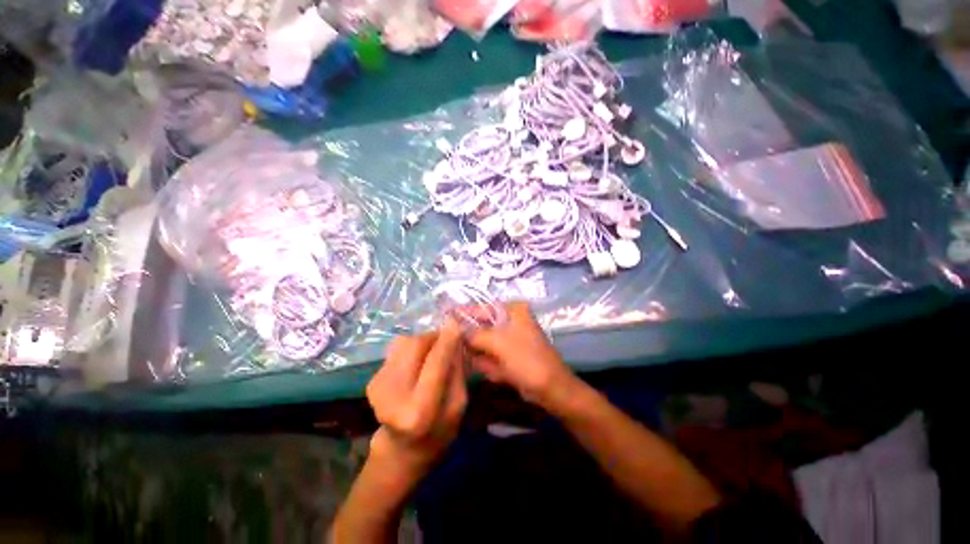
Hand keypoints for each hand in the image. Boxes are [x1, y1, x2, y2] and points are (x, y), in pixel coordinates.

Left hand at [366, 320, 466, 474]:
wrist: (403, 449)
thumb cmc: (440, 430)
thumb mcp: (459, 404)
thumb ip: (457, 370)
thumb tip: (454, 337)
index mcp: (420, 411)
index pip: (435, 364)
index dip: (446, 340)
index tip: (454, 322)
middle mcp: (392, 396)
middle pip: (414, 346)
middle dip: (433, 336)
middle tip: (445, 338)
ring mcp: (378, 387)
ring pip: (404, 343)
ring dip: (422, 341)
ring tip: (431, 354)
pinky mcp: (372, 380)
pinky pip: (397, 350)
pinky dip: (412, 350)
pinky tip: (417, 364)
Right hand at [465, 302, 575, 405]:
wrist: (552, 390)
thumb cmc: (527, 360)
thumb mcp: (498, 343)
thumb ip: (474, 334)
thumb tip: (454, 328)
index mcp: (513, 311)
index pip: (482, 308)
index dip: (463, 312)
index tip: (443, 315)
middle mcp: (511, 321)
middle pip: (482, 327)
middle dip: (471, 340)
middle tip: (454, 347)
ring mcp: (510, 340)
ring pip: (484, 344)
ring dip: (481, 356)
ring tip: (487, 365)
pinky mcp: (510, 355)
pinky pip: (491, 357)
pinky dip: (490, 365)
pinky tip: (499, 373)